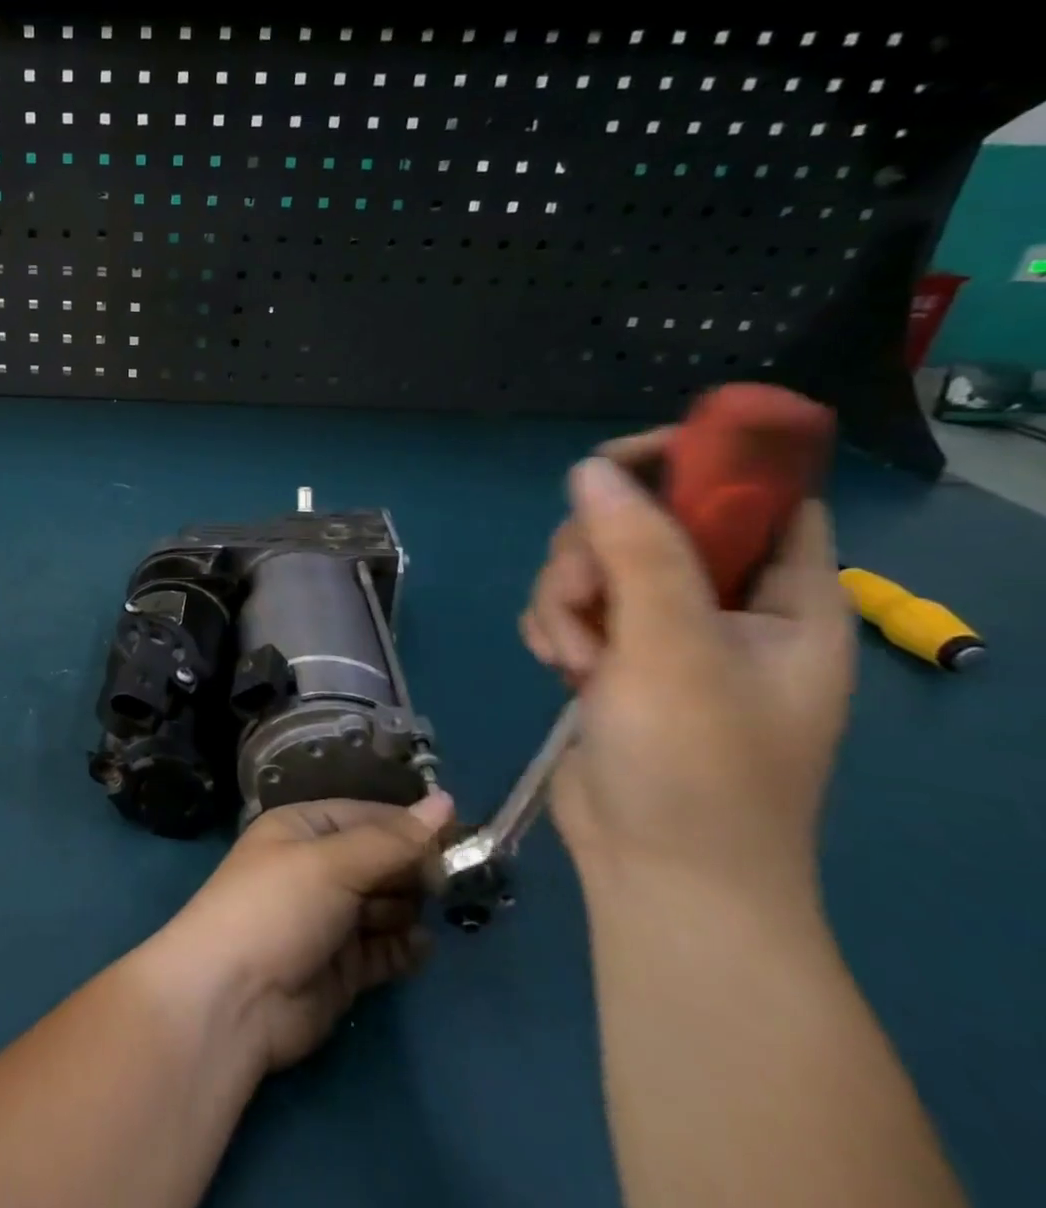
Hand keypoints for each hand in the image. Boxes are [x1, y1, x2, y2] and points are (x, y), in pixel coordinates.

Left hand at [148, 792, 453, 1073]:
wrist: (234, 998)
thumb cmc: (277, 907)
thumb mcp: (332, 863)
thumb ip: (392, 841)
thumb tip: (446, 802)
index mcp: (303, 828)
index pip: (365, 816)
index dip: (409, 825)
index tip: (461, 835)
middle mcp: (316, 867)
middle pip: (379, 859)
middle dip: (413, 868)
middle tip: (454, 880)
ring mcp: (330, 919)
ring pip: (385, 903)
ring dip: (411, 906)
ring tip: (435, 910)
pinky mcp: (343, 968)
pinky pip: (385, 948)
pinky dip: (405, 946)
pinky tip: (422, 945)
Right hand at [521, 443, 854, 900]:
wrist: (657, 873)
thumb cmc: (697, 766)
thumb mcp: (673, 648)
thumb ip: (637, 550)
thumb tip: (591, 467)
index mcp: (786, 599)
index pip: (756, 496)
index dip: (695, 466)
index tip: (614, 466)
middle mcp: (726, 608)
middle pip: (647, 525)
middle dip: (594, 555)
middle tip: (588, 605)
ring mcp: (663, 634)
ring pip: (592, 565)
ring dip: (563, 600)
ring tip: (573, 658)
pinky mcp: (612, 658)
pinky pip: (567, 605)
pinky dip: (552, 626)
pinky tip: (555, 664)